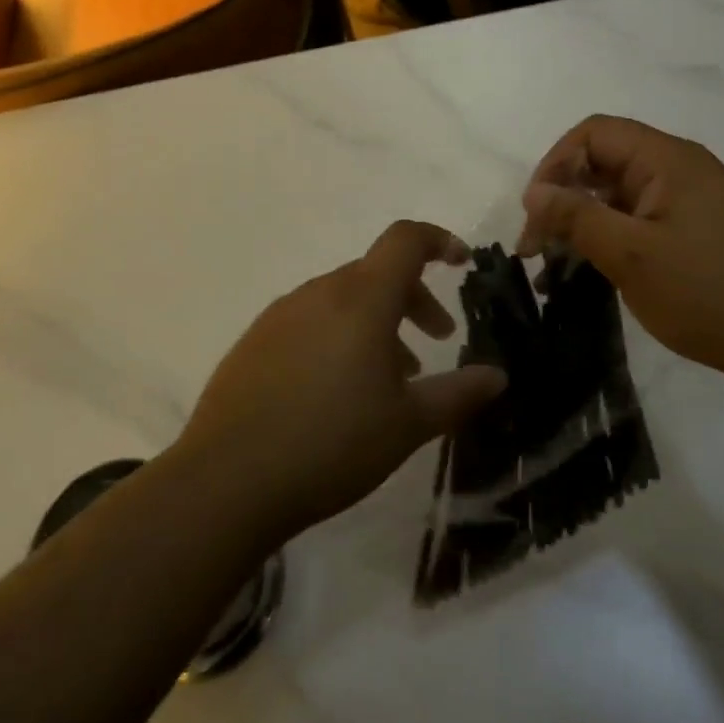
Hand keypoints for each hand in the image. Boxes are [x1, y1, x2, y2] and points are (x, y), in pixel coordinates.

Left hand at [179, 221, 505, 541]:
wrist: (225, 483)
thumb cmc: (331, 443)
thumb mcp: (408, 424)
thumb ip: (458, 394)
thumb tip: (498, 375)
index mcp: (361, 297)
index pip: (405, 239)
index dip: (438, 240)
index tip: (461, 263)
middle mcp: (320, 292)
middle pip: (377, 273)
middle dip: (413, 298)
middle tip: (436, 340)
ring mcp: (280, 315)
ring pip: (343, 300)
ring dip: (376, 323)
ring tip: (389, 377)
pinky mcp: (254, 342)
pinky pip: (310, 321)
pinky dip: (338, 336)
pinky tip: (337, 391)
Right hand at [517, 116, 723, 378]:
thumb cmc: (710, 293)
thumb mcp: (631, 255)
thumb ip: (577, 217)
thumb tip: (534, 191)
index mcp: (668, 158)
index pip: (595, 133)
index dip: (556, 163)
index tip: (534, 212)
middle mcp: (681, 168)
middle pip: (606, 161)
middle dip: (565, 196)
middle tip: (537, 247)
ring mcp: (694, 200)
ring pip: (622, 194)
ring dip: (585, 221)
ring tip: (558, 266)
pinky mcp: (700, 230)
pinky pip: (643, 219)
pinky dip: (613, 238)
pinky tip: (596, 272)